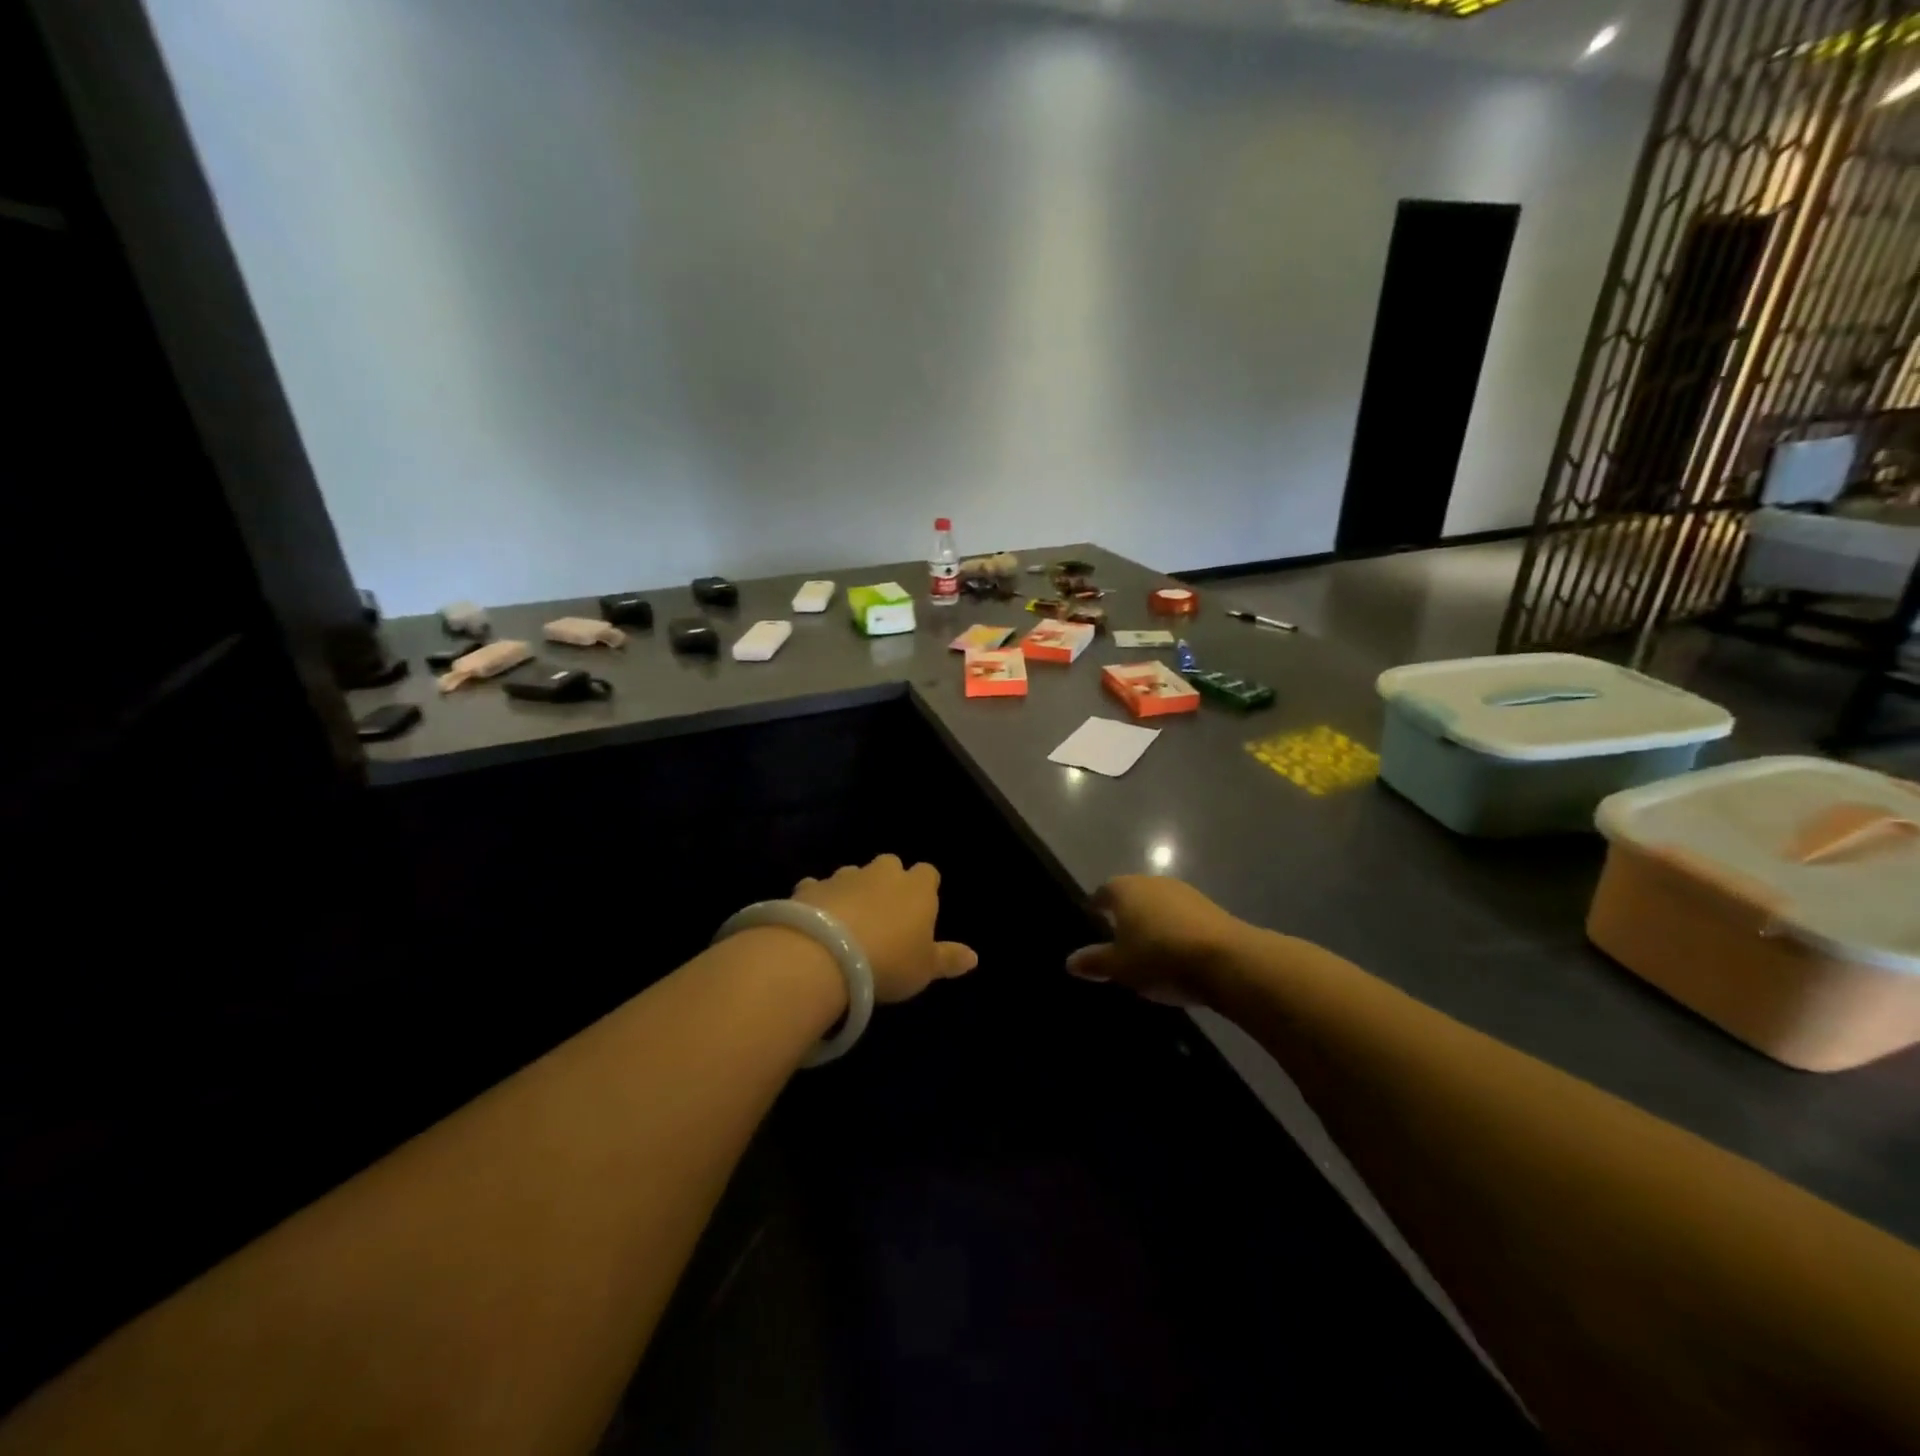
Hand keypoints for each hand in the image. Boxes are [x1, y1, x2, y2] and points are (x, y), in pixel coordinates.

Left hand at [793, 855, 977, 1002]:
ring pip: (853, 874)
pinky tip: (814, 922)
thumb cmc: (888, 961)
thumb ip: (948, 959)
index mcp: (916, 888)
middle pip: (890, 865)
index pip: (928, 873)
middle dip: (888, 881)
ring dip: (853, 890)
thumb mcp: (924, 969)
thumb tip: (975, 957)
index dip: (925, 888)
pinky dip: (819, 900)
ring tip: (848, 921)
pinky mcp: (810, 888)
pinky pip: (817, 888)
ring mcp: (843, 877)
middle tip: (884, 912)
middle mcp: (882, 873)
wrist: (825, 954)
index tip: (921, 908)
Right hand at [1066, 875, 1252, 1006]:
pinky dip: (1175, 929)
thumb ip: (1094, 962)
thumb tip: (1069, 961)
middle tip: (1118, 938)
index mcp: (1124, 889)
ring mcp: (1184, 892)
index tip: (1093, 919)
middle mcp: (1152, 882)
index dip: (1096, 906)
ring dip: (1152, 921)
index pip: (1102, 892)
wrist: (1226, 959)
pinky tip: (1176, 952)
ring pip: (1158, 904)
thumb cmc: (1160, 957)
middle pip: (1132, 895)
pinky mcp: (1210, 907)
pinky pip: (1181, 916)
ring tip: (1148, 948)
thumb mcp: (1120, 967)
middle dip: (1125, 914)